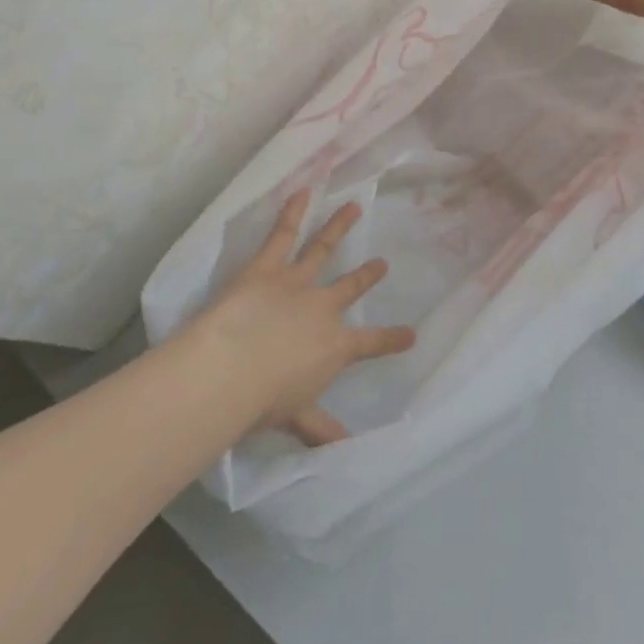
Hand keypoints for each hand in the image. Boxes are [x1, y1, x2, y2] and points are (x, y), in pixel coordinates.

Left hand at [182, 191, 414, 445]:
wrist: (231, 369)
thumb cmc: (264, 400)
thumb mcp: (296, 418)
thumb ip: (321, 430)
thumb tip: (346, 452)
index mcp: (334, 346)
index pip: (371, 344)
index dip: (392, 339)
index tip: (411, 334)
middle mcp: (323, 309)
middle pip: (349, 288)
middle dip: (366, 275)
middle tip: (381, 264)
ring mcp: (297, 283)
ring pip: (322, 249)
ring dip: (338, 227)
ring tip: (354, 207)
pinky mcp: (267, 267)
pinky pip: (282, 235)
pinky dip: (292, 211)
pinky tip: (302, 190)